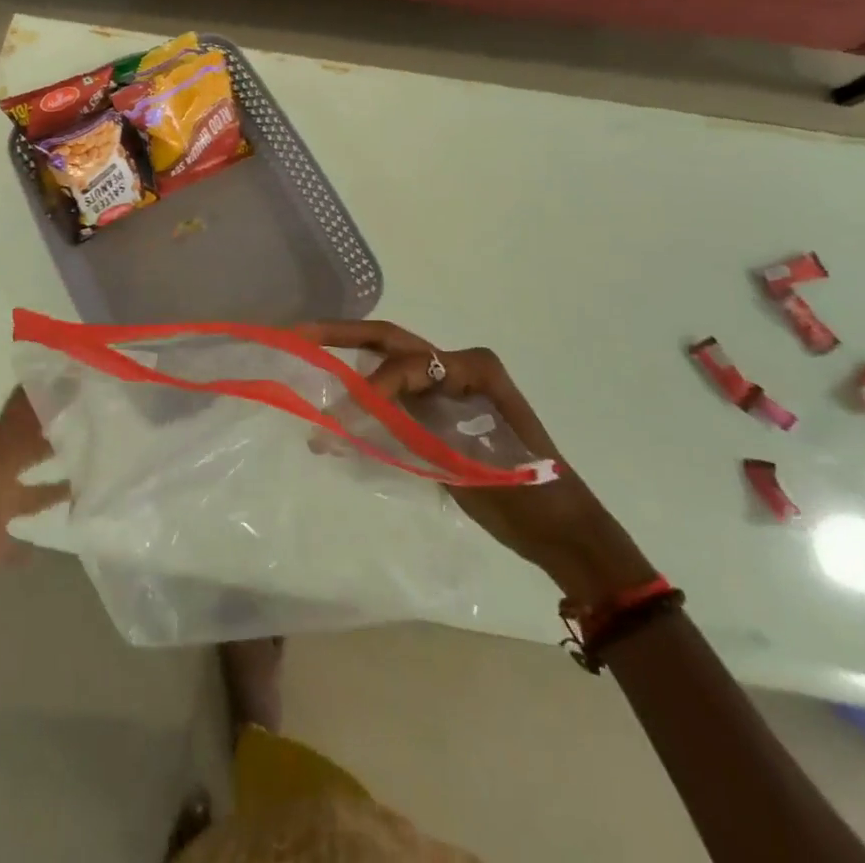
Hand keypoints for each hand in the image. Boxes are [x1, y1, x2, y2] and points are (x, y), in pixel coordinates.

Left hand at [0, 390, 69, 633]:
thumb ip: (25, 427)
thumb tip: (59, 384)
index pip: (23, 411)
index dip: (46, 396)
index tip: (80, 383)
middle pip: (28, 449)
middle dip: (55, 436)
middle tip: (93, 424)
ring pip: (29, 490)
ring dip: (54, 483)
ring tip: (90, 475)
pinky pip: (19, 535)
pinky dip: (36, 532)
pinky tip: (59, 531)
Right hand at [298, 321, 657, 608]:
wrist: (564, 531)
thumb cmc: (533, 494)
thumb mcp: (475, 463)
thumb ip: (413, 438)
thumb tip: (349, 428)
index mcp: (475, 367)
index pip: (412, 364)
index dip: (376, 386)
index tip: (346, 417)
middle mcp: (458, 367)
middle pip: (392, 343)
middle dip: (344, 335)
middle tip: (300, 334)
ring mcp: (447, 390)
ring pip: (389, 366)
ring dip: (349, 366)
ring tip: (308, 365)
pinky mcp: (438, 416)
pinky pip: (394, 398)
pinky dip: (363, 402)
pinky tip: (335, 413)